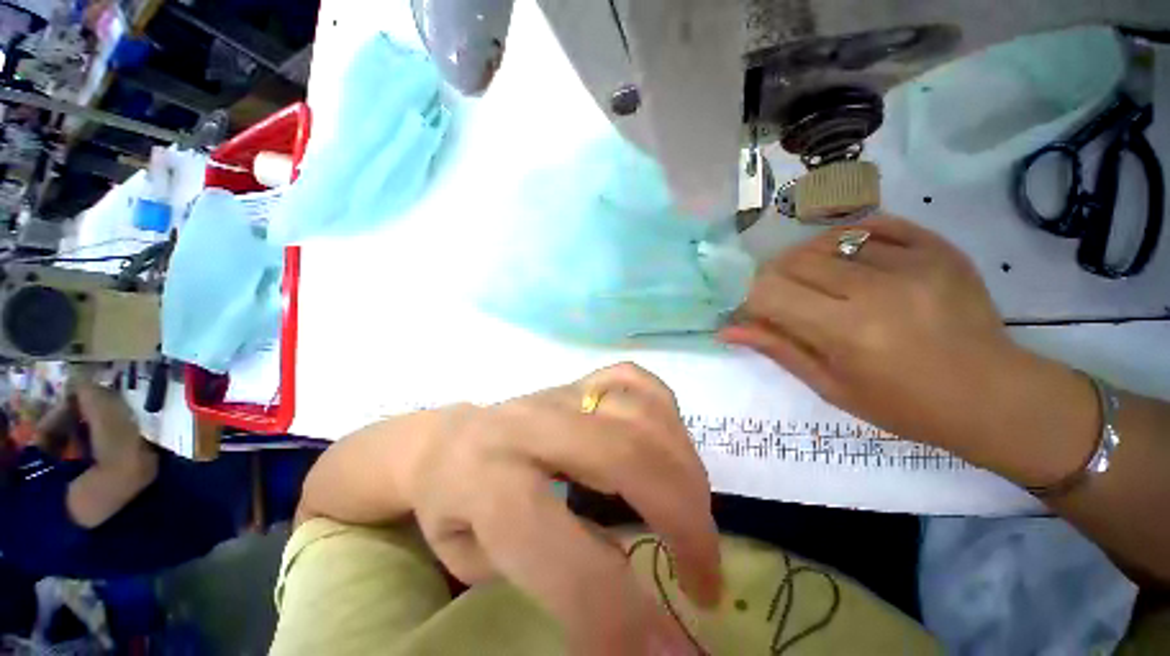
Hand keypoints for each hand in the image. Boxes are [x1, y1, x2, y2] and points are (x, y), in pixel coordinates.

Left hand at [398, 363, 719, 654]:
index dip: (614, 613)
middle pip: (625, 457)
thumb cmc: (453, 504)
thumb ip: (553, 577)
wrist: (448, 438)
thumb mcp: (476, 562)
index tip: (663, 655)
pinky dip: (665, 413)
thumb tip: (634, 596)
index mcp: (489, 482)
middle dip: (684, 520)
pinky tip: (668, 446)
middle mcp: (531, 427)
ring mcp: (561, 393)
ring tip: (692, 516)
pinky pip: (635, 380)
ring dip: (685, 470)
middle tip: (704, 575)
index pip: (559, 551)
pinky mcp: (579, 378)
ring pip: (642, 414)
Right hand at [720, 216, 1095, 481]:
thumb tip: (727, 330)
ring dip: (808, 261)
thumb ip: (778, 349)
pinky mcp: (938, 248)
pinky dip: (848, 240)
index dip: (752, 299)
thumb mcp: (831, 387)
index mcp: (848, 331)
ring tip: (819, 284)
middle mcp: (877, 289)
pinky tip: (850, 260)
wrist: (994, 396)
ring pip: (827, 240)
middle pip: (793, 261)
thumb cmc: (905, 405)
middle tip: (787, 300)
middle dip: (775, 279)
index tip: (757, 312)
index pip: (769, 292)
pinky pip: (874, 225)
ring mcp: (914, 262)